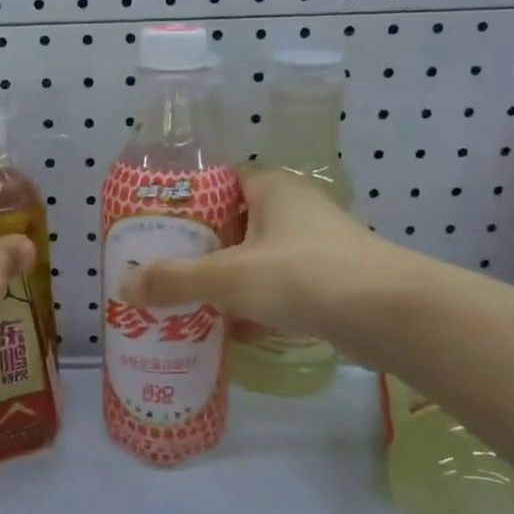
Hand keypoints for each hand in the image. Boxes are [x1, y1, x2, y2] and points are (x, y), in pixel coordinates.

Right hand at [119, 169, 405, 346]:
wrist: (389, 314)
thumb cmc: (302, 275)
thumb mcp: (227, 277)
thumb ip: (174, 280)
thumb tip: (124, 285)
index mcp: (272, 189)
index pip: (221, 181)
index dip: (188, 201)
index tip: (159, 227)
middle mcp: (296, 210)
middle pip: (236, 224)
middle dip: (202, 249)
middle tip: (165, 270)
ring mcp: (318, 247)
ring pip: (259, 259)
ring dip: (228, 281)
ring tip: (189, 302)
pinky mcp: (332, 283)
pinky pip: (281, 289)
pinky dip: (257, 307)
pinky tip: (232, 332)